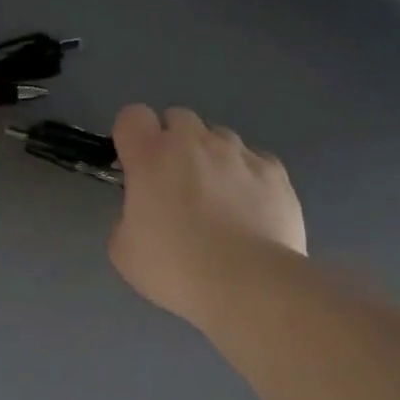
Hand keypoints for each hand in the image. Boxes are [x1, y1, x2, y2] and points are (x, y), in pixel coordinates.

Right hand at [108, 104, 306, 323]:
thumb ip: (127, 217)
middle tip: (174, 184)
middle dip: (173, 142)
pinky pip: (255, 161)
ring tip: (218, 199)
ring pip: (219, 137)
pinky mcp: (275, 171)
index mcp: (152, 156)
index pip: (132, 116)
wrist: (248, 283)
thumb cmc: (176, 267)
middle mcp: (195, 142)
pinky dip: (248, 176)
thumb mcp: (124, 251)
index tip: (135, 166)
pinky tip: (250, 209)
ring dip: (212, 157)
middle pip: (178, 118)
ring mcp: (239, 153)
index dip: (132, 137)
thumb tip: (144, 213)